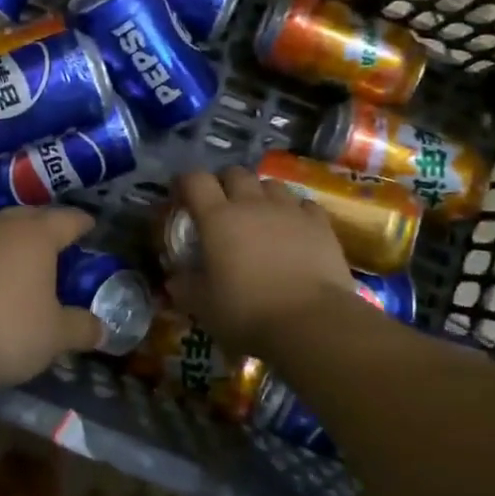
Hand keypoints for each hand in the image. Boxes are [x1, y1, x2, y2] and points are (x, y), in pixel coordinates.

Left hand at [0, 206, 103, 389]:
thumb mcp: (51, 337)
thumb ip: (79, 329)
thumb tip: (102, 329)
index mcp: (35, 236)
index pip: (67, 220)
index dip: (82, 223)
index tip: (91, 226)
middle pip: (28, 217)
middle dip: (44, 227)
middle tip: (56, 242)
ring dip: (8, 246)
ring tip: (18, 266)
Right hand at [166, 166, 357, 356]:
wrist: (311, 322)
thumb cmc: (247, 313)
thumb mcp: (203, 306)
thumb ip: (185, 287)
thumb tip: (174, 279)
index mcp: (218, 218)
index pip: (195, 180)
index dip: (185, 183)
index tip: (181, 197)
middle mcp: (252, 203)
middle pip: (235, 173)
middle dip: (224, 183)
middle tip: (222, 206)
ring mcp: (289, 210)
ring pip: (270, 184)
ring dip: (260, 194)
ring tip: (259, 215)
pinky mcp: (319, 223)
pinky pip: (303, 204)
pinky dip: (294, 211)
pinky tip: (294, 228)